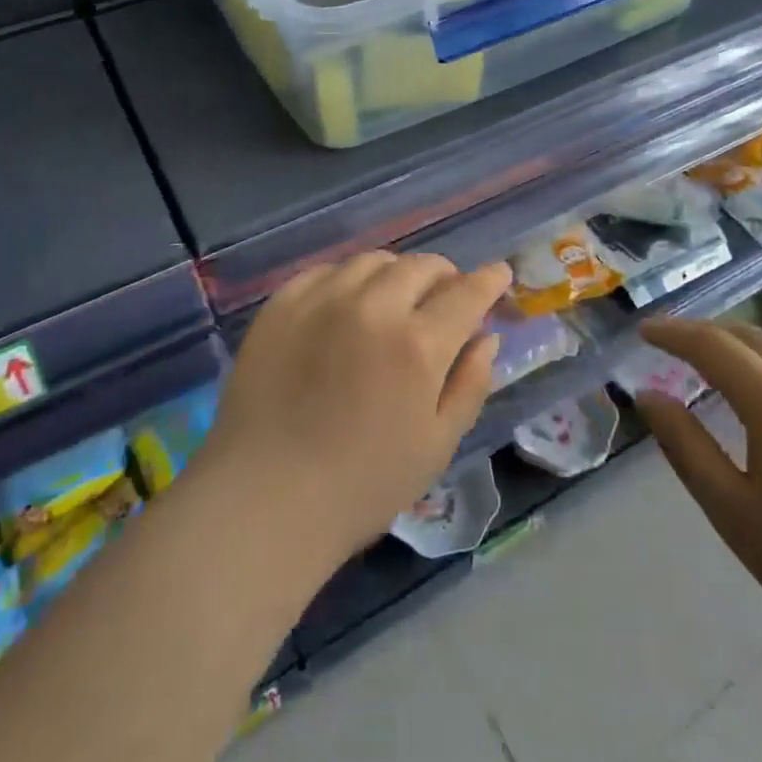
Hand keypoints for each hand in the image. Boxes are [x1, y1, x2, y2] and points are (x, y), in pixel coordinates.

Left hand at [204, 252, 510, 567]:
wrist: (263, 499)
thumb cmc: (361, 486)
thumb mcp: (436, 446)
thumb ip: (470, 384)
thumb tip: (487, 337)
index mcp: (418, 345)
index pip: (466, 293)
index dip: (488, 280)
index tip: (498, 273)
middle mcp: (373, 307)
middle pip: (421, 266)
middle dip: (444, 276)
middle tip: (444, 298)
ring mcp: (323, 300)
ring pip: (374, 262)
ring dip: (397, 275)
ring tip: (395, 300)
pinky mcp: (282, 304)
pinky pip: (327, 271)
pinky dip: (349, 280)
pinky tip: (347, 305)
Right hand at [633, 319, 761, 670]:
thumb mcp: (734, 510)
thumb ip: (685, 446)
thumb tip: (648, 396)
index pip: (711, 345)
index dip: (672, 333)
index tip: (641, 331)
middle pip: (748, 336)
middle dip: (703, 332)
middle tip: (667, 344)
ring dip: (737, 348)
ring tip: (707, 367)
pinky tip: (760, 401)